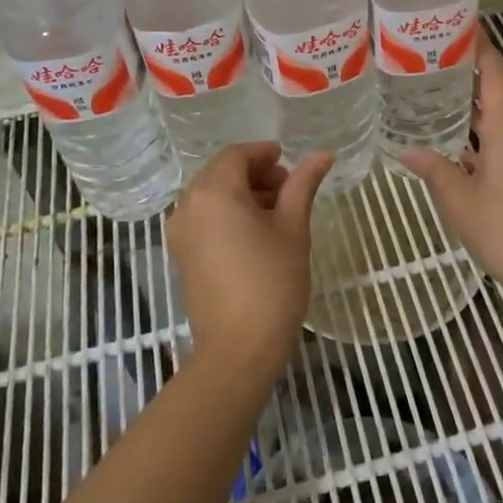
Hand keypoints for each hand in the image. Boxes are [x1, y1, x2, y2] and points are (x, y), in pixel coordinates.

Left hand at [167, 142, 332, 372]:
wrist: (238, 349)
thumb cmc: (272, 282)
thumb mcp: (293, 228)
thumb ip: (303, 185)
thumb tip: (322, 155)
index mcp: (214, 192)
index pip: (237, 155)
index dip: (264, 154)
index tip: (289, 162)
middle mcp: (188, 205)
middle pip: (221, 172)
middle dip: (254, 173)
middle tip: (288, 189)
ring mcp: (180, 232)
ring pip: (211, 195)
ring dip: (241, 193)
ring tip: (276, 212)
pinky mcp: (181, 255)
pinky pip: (203, 218)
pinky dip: (226, 213)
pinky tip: (254, 233)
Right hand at [400, 31, 502, 295]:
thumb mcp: (459, 200)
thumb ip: (434, 170)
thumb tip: (408, 153)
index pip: (496, 68)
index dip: (479, 45)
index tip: (458, 28)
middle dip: (476, 79)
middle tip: (439, 71)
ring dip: (488, 110)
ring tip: (449, 107)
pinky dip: (499, 134)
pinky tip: (473, 150)